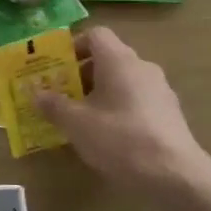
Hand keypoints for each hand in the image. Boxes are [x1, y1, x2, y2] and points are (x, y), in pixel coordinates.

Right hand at [36, 28, 210, 199]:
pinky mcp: (170, 114)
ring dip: (101, 93)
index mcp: (119, 60)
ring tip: (82, 120)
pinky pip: (138, 100)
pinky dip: (120, 109)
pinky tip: (110, 137)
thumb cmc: (120, 139)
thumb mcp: (77, 123)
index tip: (57, 67)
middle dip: (82, 74)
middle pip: (109, 58)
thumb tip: (36, 93)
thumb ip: (54, 105)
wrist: (175, 175)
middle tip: (62, 96)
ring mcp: (160, 90)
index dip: (73, 46)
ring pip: (124, 81)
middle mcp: (142, 67)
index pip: (96, 34)